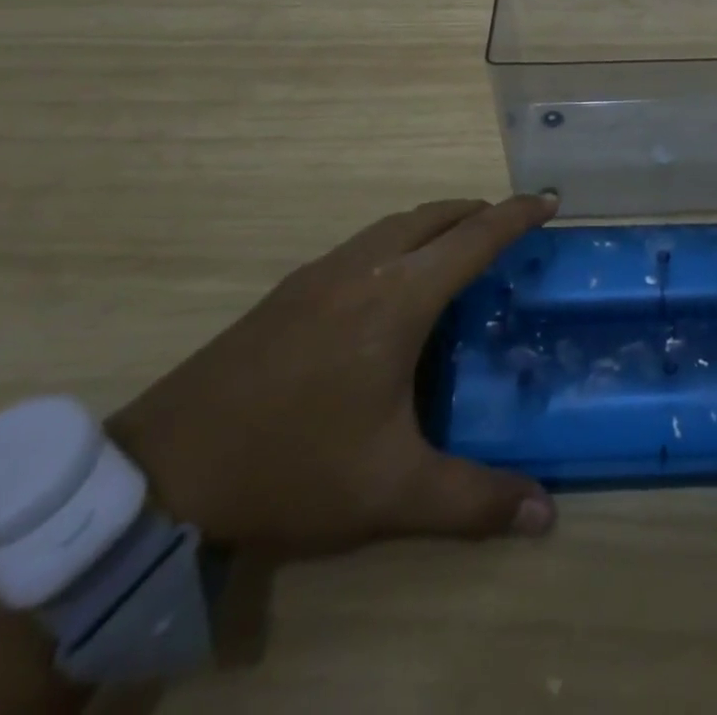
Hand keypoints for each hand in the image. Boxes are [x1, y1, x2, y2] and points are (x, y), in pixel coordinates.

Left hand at [107, 194, 559, 555]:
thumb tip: (546, 515)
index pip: (475, 238)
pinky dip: (400, 240)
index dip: (517, 214)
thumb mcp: (389, 492)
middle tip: (511, 230)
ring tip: (459, 249)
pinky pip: (365, 242)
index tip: (550, 201)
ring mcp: (321, 272)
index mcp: (398, 299)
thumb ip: (473, 499)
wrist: (166, 469)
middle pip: (436, 216)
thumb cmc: (292, 467)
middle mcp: (364, 268)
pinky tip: (392, 283)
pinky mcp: (291, 287)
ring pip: (396, 224)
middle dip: (480, 212)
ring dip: (437, 223)